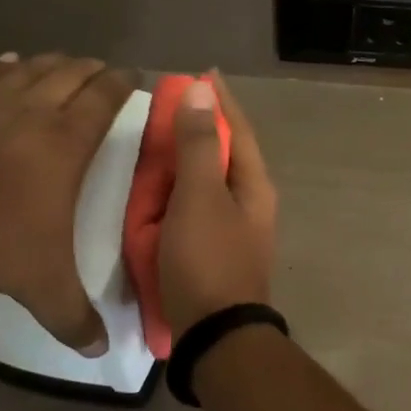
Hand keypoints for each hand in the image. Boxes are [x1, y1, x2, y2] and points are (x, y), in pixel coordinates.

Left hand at [0, 52, 132, 352]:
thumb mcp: (40, 282)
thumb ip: (71, 316)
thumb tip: (100, 352)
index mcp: (67, 141)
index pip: (104, 99)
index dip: (122, 84)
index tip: (134, 75)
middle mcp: (35, 110)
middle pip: (71, 74)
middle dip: (92, 69)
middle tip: (104, 68)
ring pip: (32, 68)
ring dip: (53, 62)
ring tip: (65, 60)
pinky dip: (4, 67)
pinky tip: (7, 62)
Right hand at [159, 74, 277, 336]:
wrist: (215, 336)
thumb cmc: (207, 260)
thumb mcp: (199, 197)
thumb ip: (197, 144)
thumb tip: (202, 90)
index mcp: (253, 184)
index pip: (237, 128)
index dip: (219, 100)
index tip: (201, 73)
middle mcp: (250, 202)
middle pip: (224, 153)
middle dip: (200, 127)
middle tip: (170, 107)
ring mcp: (234, 228)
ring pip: (208, 180)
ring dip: (186, 160)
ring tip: (159, 143)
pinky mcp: (214, 250)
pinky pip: (195, 208)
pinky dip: (177, 192)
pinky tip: (157, 192)